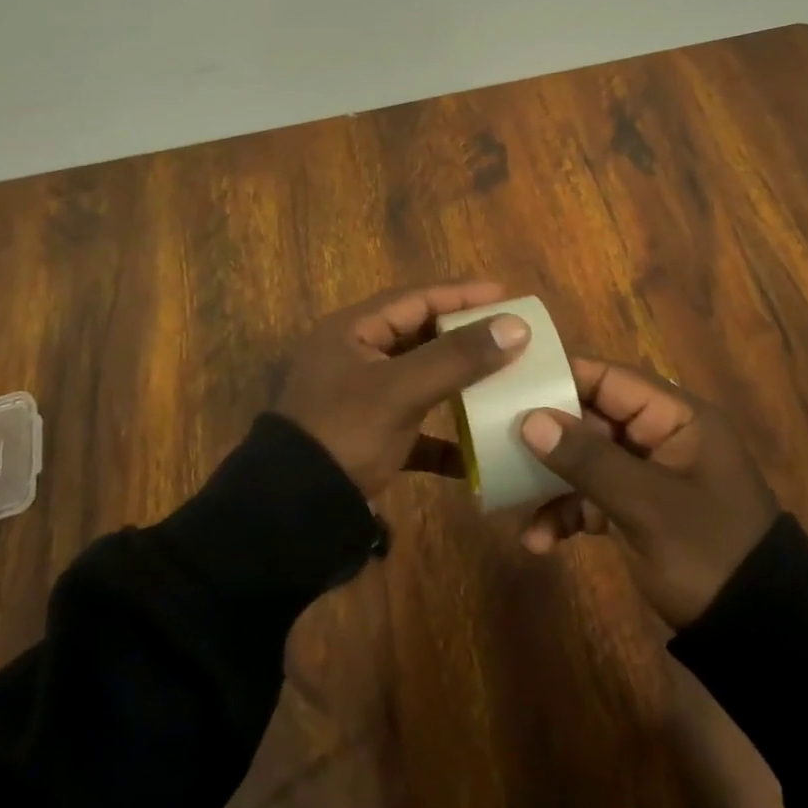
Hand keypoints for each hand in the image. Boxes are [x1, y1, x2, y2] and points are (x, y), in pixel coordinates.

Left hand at [274, 282, 530, 496]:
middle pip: (419, 335)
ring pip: (419, 379)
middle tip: (508, 334)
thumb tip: (516, 325)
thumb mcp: (401, 390)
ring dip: (457, 383)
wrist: (291, 513)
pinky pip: (414, 427)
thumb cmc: (345, 433)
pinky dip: (443, 437)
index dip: (462, 294)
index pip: (416, 298)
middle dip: (464, 336)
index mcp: (352, 331)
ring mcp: (359, 399)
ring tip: (501, 380)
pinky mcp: (367, 438)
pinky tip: (475, 452)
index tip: (506, 294)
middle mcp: (354, 356)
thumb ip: (457, 357)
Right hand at [517, 359, 779, 627]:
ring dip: (549, 482)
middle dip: (545, 437)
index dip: (560, 378)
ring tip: (509, 501)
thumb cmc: (708, 553)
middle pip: (590, 418)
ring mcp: (646, 475)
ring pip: (584, 460)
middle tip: (495, 446)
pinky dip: (566, 514)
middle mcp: (659, 436)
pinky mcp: (636, 510)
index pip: (609, 379)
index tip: (508, 386)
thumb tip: (529, 420)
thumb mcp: (647, 506)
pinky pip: (591, 497)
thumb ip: (589, 459)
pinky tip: (539, 541)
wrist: (757, 635)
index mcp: (676, 418)